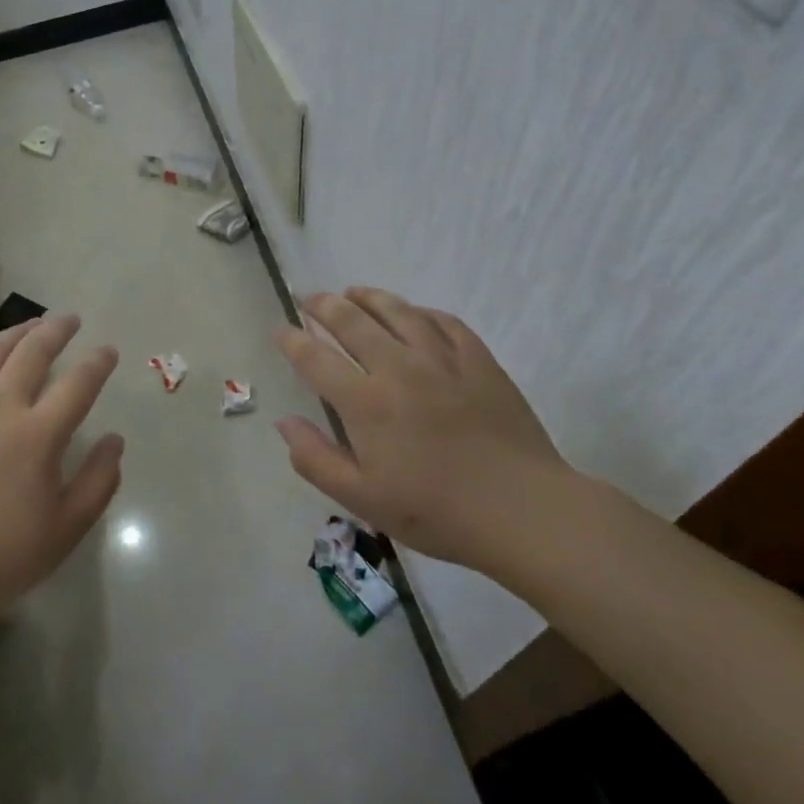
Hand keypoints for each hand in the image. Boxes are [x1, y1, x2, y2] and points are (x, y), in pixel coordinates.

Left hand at [0, 315, 122, 641]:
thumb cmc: (1, 555)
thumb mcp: (65, 530)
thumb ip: (98, 481)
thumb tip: (114, 440)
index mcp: (39, 435)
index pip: (78, 383)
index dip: (98, 362)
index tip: (108, 351)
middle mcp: (0, 408)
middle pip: (32, 352)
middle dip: (56, 330)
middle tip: (69, 320)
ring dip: (15, 334)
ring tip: (30, 326)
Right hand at [273, 287, 569, 573]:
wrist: (523, 511)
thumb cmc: (436, 511)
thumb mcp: (362, 499)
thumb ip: (316, 459)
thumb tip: (284, 422)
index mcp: (365, 402)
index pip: (315, 358)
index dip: (292, 340)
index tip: (280, 331)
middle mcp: (398, 368)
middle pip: (352, 321)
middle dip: (323, 305)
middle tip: (308, 298)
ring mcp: (442, 359)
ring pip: (397, 311)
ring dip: (369, 297)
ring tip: (352, 292)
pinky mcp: (479, 361)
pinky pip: (444, 321)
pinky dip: (420, 311)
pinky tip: (413, 312)